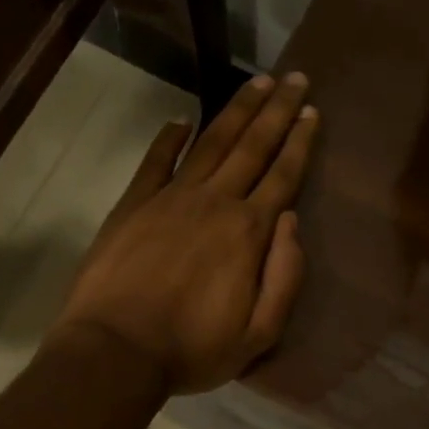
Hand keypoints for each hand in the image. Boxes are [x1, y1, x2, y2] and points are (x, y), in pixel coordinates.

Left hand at [50, 73, 318, 393]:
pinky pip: (155, 161)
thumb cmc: (192, 349)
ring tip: (257, 83)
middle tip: (295, 78)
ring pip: (211, 143)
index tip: (312, 112)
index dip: (300, 142)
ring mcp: (170, 198)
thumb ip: (285, 276)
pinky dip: (169, 138)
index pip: (283, 176)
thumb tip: (292, 222)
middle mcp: (214, 202)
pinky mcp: (133, 204)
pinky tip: (181, 119)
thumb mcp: (259, 333)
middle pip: (252, 146)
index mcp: (248, 232)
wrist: (116, 351)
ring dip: (236, 111)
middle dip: (277, 110)